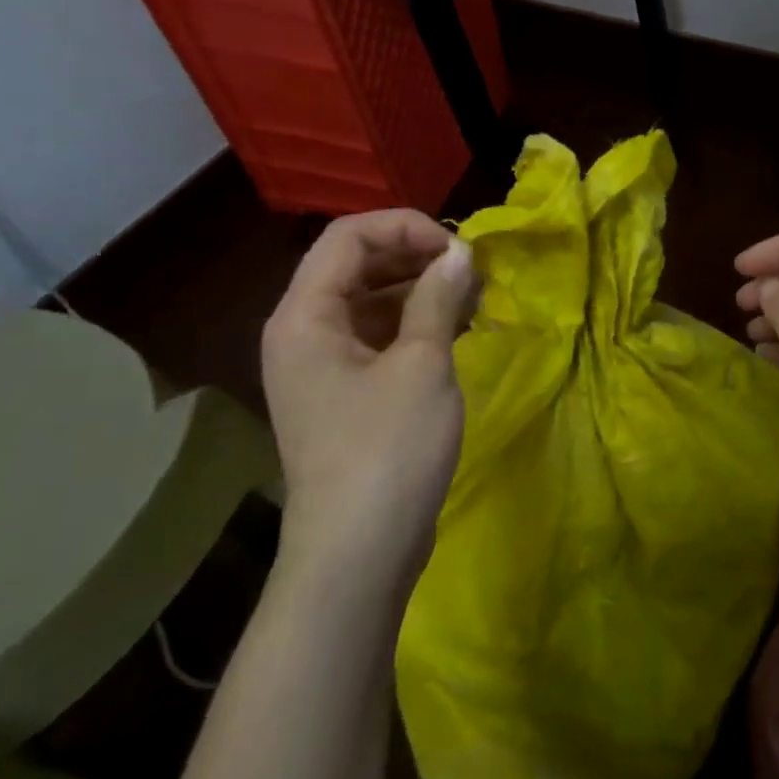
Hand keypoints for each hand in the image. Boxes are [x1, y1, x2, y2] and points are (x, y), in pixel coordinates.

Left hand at [261, 210, 477, 584]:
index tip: (461, 248)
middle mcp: (303, 332)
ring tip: (475, 297)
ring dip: (421, 289)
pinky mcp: (346, 392)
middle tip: (474, 270)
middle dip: (417, 256)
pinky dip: (417, 323)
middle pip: (356, 265)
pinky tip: (459, 329)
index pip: (347, 237)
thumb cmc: (388, 449)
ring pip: (371, 300)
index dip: (406, 227)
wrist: (359, 551)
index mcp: (305, 316)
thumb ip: (439, 298)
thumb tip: (461, 252)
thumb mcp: (422, 364)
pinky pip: (379, 335)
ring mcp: (323, 365)